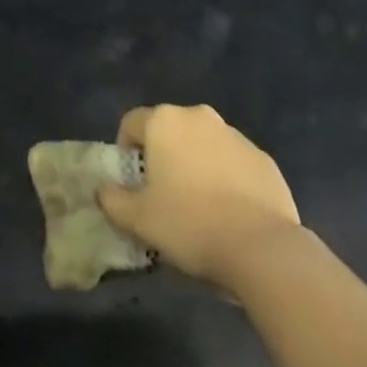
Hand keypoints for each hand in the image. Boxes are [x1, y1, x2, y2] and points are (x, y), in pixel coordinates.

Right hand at [97, 104, 300, 293]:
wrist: (263, 249)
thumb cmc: (190, 225)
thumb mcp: (138, 220)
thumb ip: (112, 200)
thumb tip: (103, 190)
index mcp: (164, 121)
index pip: (131, 123)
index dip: (126, 152)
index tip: (134, 185)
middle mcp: (198, 116)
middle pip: (169, 131)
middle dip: (164, 157)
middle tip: (165, 196)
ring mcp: (235, 135)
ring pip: (203, 144)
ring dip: (196, 165)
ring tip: (201, 208)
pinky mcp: (263, 158)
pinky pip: (234, 163)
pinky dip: (227, 179)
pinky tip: (232, 214)